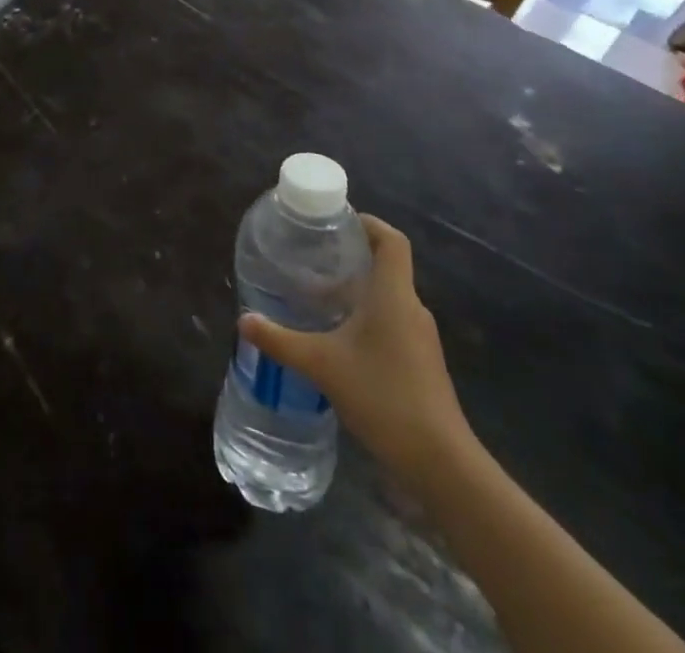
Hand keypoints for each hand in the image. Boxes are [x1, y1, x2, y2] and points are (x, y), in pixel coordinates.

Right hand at [239, 216, 470, 482]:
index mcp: (393, 295)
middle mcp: (410, 308)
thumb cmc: (384, 396)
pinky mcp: (419, 363)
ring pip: (385, 298)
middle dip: (348, 257)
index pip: (391, 240)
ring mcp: (419, 338)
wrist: (441, 463)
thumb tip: (243, 319)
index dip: (367, 223)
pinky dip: (363, 318)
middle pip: (384, 266)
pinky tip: (336, 338)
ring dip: (354, 291)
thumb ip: (280, 340)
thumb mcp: (321, 364)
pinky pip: (390, 323)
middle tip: (310, 256)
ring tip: (314, 296)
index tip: (335, 221)